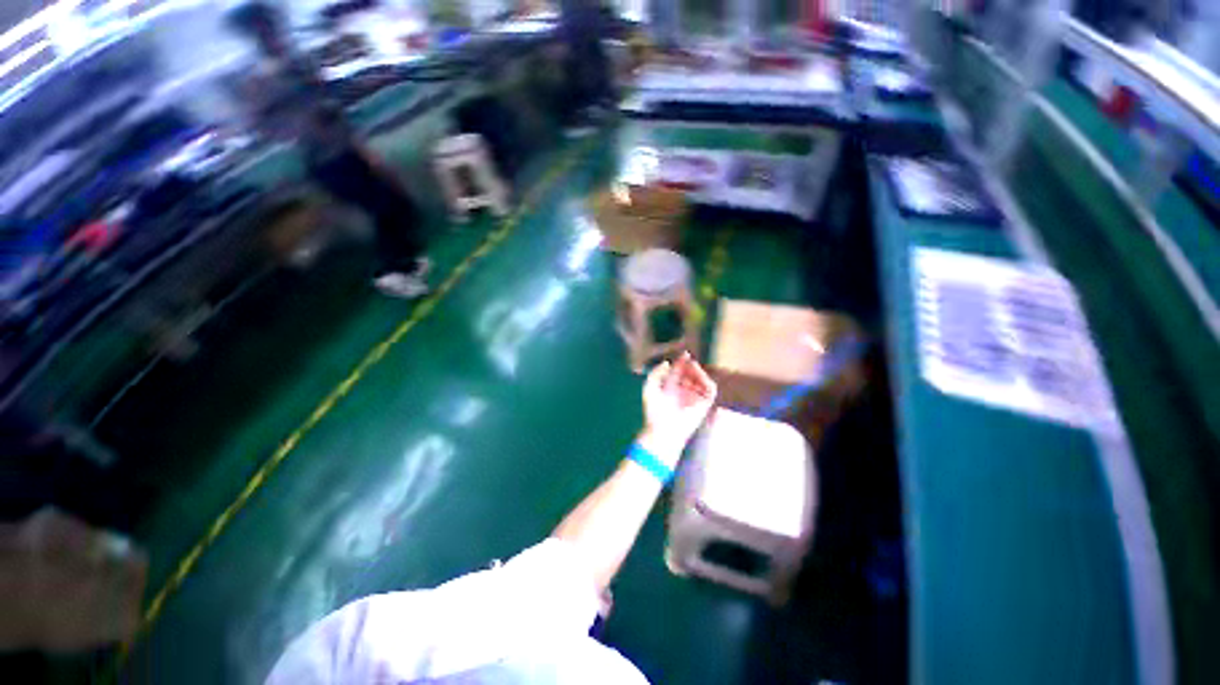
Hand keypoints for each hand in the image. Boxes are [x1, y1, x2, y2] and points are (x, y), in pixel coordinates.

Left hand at [639, 352, 716, 466]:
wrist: (663, 429)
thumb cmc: (654, 410)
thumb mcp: (650, 387)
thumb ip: (655, 372)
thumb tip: (667, 363)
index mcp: (671, 388)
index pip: (679, 372)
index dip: (682, 362)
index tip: (684, 354)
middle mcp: (683, 392)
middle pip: (690, 374)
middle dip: (690, 366)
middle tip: (688, 361)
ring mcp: (694, 398)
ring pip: (701, 379)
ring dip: (698, 371)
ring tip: (692, 367)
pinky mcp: (704, 405)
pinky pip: (710, 389)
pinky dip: (707, 380)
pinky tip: (699, 376)